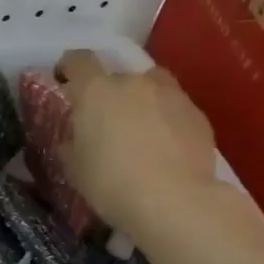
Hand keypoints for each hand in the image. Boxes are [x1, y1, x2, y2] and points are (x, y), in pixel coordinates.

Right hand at [53, 50, 220, 235]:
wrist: (176, 203)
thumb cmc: (111, 183)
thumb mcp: (74, 167)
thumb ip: (71, 143)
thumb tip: (75, 138)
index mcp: (96, 90)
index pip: (78, 60)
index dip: (69, 67)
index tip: (64, 81)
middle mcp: (134, 82)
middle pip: (118, 75)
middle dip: (110, 93)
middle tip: (106, 120)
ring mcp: (171, 95)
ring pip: (151, 87)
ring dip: (142, 101)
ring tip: (140, 130)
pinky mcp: (198, 115)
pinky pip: (174, 109)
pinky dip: (167, 120)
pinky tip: (166, 147)